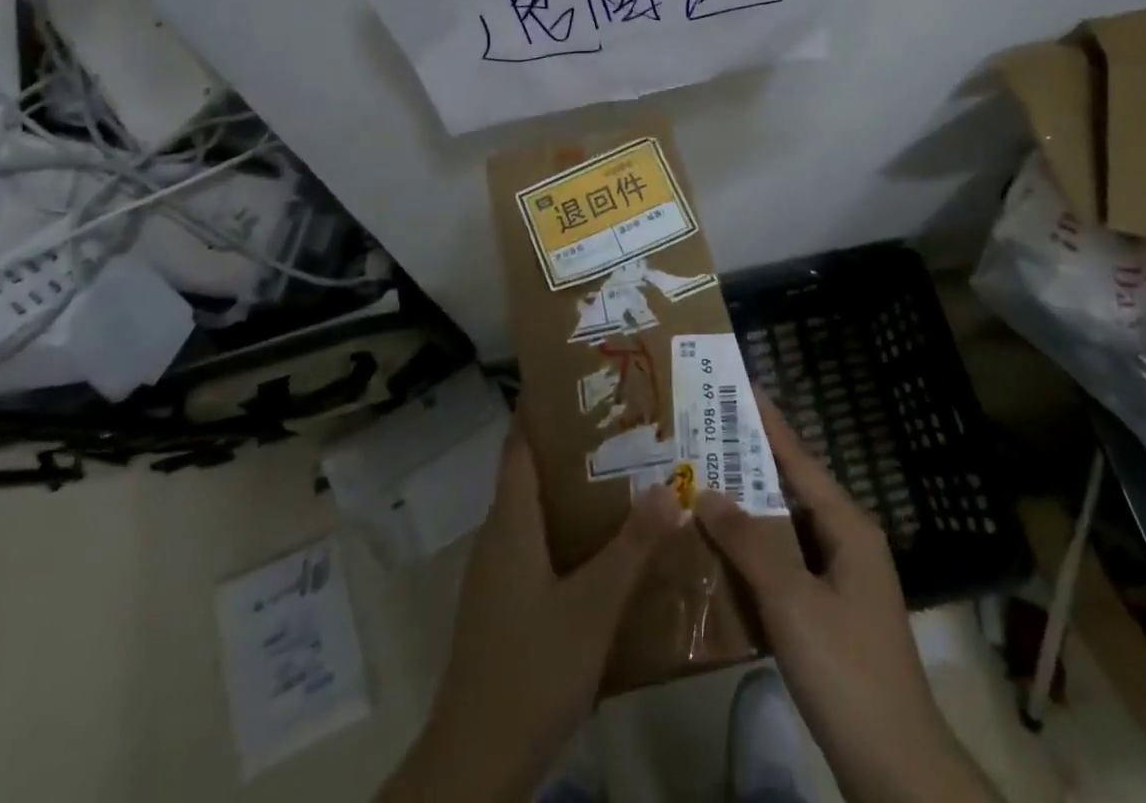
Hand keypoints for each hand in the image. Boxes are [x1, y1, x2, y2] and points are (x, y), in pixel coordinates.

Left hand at [377, 421, 683, 802]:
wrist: (475, 764)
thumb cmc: (531, 670)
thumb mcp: (592, 607)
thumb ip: (632, 548)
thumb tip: (670, 487)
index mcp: (510, 521)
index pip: (520, 442)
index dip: (543, 407)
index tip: (582, 381)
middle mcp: (499, 535)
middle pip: (532, 472)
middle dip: (574, 447)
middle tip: (626, 427)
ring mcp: (498, 572)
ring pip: (537, 512)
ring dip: (575, 491)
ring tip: (627, 476)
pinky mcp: (505, 604)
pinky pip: (538, 546)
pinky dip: (570, 532)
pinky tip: (607, 547)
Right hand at [696, 396, 989, 802]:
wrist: (895, 767)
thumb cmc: (845, 668)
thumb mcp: (790, 599)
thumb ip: (747, 541)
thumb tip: (706, 490)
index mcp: (848, 526)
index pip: (800, 458)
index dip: (769, 422)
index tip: (739, 387)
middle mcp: (848, 542)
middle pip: (792, 488)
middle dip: (750, 463)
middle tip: (704, 435)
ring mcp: (841, 580)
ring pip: (787, 528)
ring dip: (748, 509)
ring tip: (702, 484)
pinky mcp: (830, 613)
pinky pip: (786, 564)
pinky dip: (755, 552)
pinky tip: (721, 553)